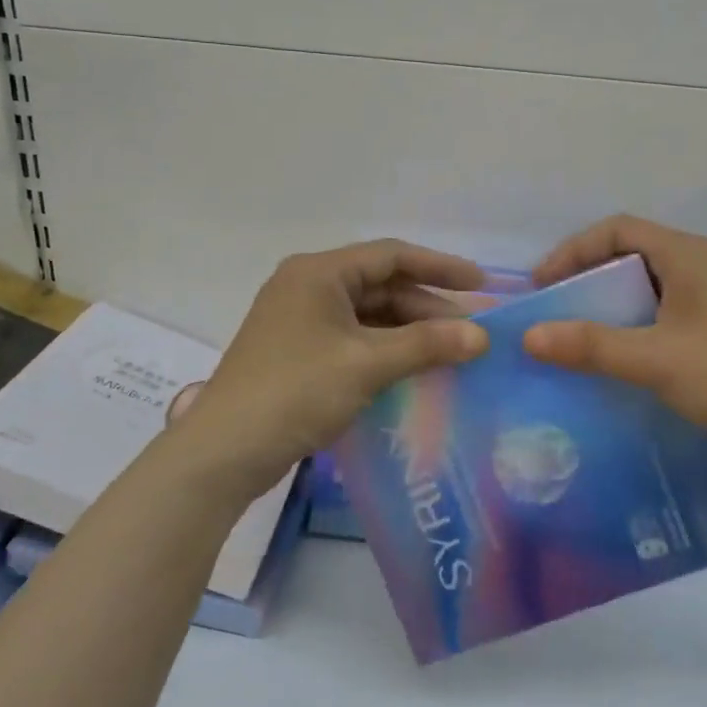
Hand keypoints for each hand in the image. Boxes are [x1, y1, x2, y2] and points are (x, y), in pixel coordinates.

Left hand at [176, 240, 489, 502]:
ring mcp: (299, 321)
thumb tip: (481, 336)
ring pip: (368, 315)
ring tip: (450, 353)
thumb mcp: (366, 364)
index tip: (481, 284)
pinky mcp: (297, 352)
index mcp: (318, 273)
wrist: (225, 451)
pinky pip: (353, 339)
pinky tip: (413, 369)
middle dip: (427, 308)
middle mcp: (307, 287)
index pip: (391, 255)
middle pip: (380, 286)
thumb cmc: (296, 392)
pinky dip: (385, 350)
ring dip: (408, 332)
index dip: (440, 267)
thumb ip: (426, 345)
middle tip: (471, 333)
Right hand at [522, 215, 706, 481]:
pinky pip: (664, 318)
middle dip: (587, 281)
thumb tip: (529, 336)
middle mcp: (702, 267)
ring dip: (610, 309)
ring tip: (577, 340)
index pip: (617, 229)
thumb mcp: (656, 359)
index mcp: (688, 255)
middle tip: (555, 315)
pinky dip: (634, 331)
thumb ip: (591, 346)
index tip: (542, 287)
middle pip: (631, 257)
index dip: (573, 251)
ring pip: (648, 290)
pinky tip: (618, 363)